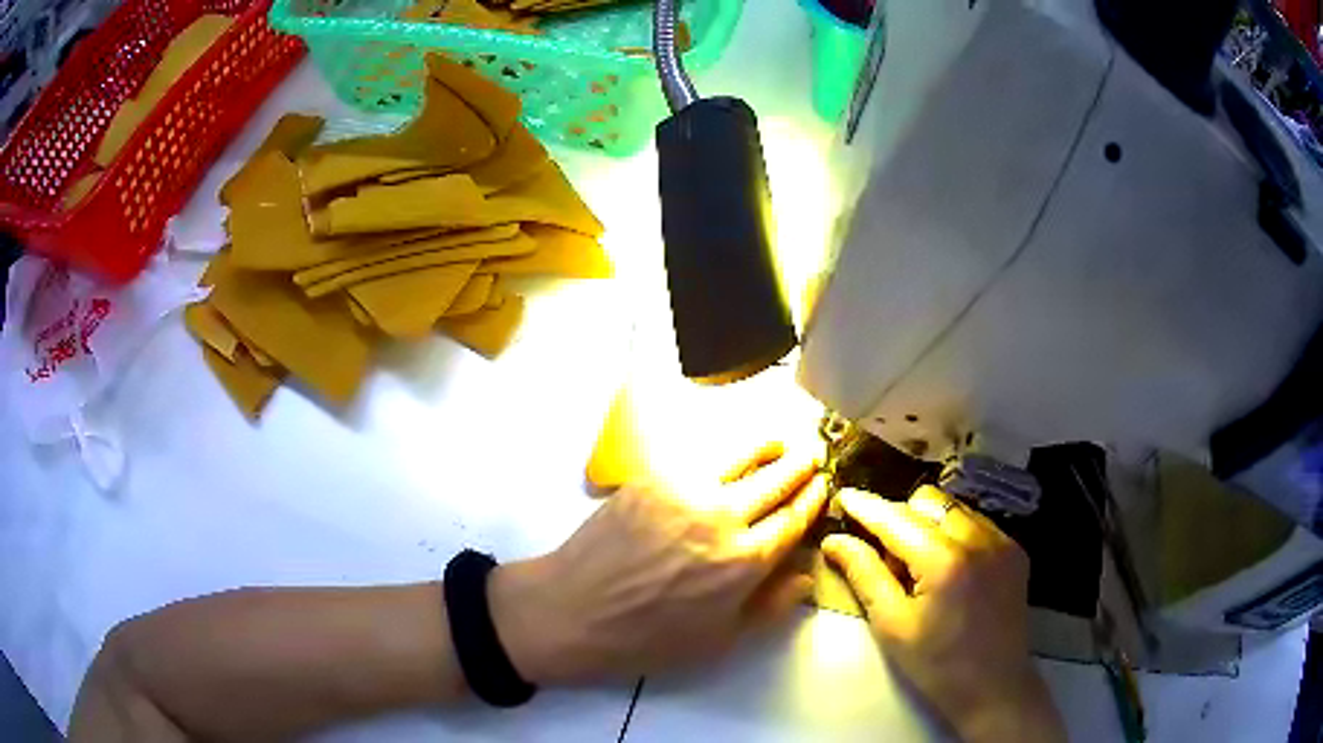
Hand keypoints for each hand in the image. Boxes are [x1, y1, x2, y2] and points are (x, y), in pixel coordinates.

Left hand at [490, 443, 828, 682]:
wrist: (571, 610)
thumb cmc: (646, 638)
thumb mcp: (718, 641)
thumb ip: (769, 606)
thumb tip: (806, 573)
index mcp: (745, 562)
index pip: (794, 520)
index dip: (814, 500)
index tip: (824, 486)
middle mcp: (723, 517)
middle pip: (776, 480)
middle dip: (801, 466)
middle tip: (812, 455)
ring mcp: (685, 490)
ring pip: (741, 456)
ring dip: (768, 447)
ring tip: (780, 443)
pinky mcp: (652, 477)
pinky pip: (700, 456)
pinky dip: (725, 451)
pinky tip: (729, 454)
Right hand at [822, 486, 1065, 742]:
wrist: (995, 688)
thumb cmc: (937, 665)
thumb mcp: (892, 625)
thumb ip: (864, 575)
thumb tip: (835, 540)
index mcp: (945, 561)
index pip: (897, 519)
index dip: (866, 506)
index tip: (843, 495)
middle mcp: (978, 539)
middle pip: (928, 502)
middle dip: (900, 518)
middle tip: (887, 558)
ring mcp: (1002, 541)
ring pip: (953, 508)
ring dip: (928, 524)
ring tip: (920, 567)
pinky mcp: (1015, 550)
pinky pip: (975, 523)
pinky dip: (953, 534)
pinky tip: (947, 570)